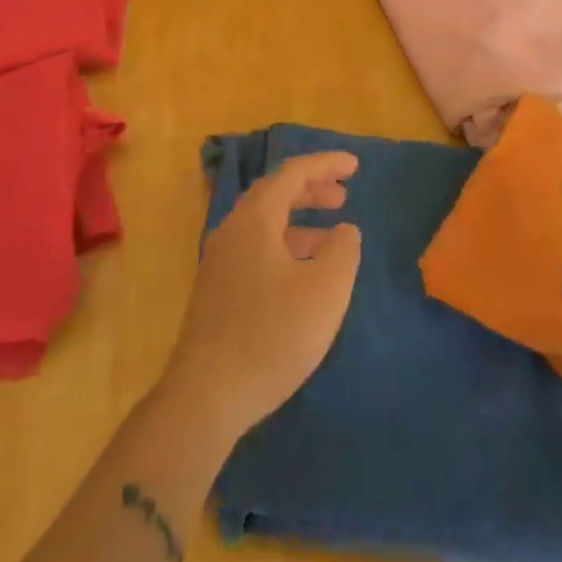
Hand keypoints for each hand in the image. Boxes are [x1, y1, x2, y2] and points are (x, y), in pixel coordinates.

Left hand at [162, 153, 363, 442]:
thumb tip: (344, 230)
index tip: (355, 166)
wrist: (206, 397)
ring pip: (264, 224)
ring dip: (299, 220)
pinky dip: (286, 246)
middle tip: (343, 196)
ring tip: (332, 235)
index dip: (326, 164)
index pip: (292, 173)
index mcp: (254, 220)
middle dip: (311, 189)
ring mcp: (220, 263)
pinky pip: (256, 249)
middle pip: (274, 194)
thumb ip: (343, 250)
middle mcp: (232, 232)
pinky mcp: (217, 292)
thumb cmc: (272, 335)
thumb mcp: (325, 290)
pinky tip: (303, 274)